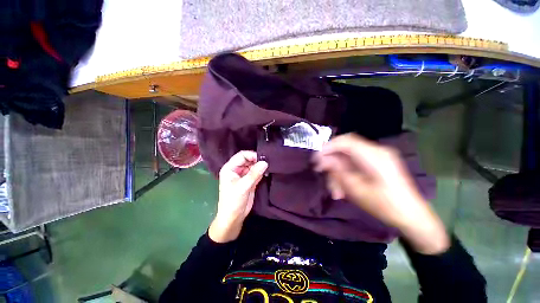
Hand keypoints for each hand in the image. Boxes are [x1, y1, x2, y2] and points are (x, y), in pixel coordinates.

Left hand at [208, 151, 267, 242]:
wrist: (234, 217)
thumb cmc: (233, 201)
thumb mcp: (243, 186)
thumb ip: (254, 174)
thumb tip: (265, 162)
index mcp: (230, 168)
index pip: (242, 156)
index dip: (252, 155)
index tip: (263, 158)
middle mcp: (236, 170)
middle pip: (248, 160)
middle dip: (257, 160)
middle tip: (268, 162)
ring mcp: (243, 175)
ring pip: (253, 166)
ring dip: (260, 166)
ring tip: (269, 166)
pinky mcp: (249, 181)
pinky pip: (256, 173)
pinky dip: (261, 172)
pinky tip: (267, 172)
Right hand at [314, 133, 448, 253]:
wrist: (412, 216)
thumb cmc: (386, 205)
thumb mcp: (357, 190)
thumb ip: (338, 171)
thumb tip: (322, 160)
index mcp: (374, 156)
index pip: (345, 141)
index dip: (328, 147)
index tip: (316, 159)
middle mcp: (376, 151)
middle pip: (345, 149)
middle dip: (331, 161)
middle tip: (322, 174)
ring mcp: (377, 156)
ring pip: (347, 157)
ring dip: (338, 171)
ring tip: (335, 190)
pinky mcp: (377, 162)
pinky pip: (354, 162)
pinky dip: (345, 172)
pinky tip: (343, 187)